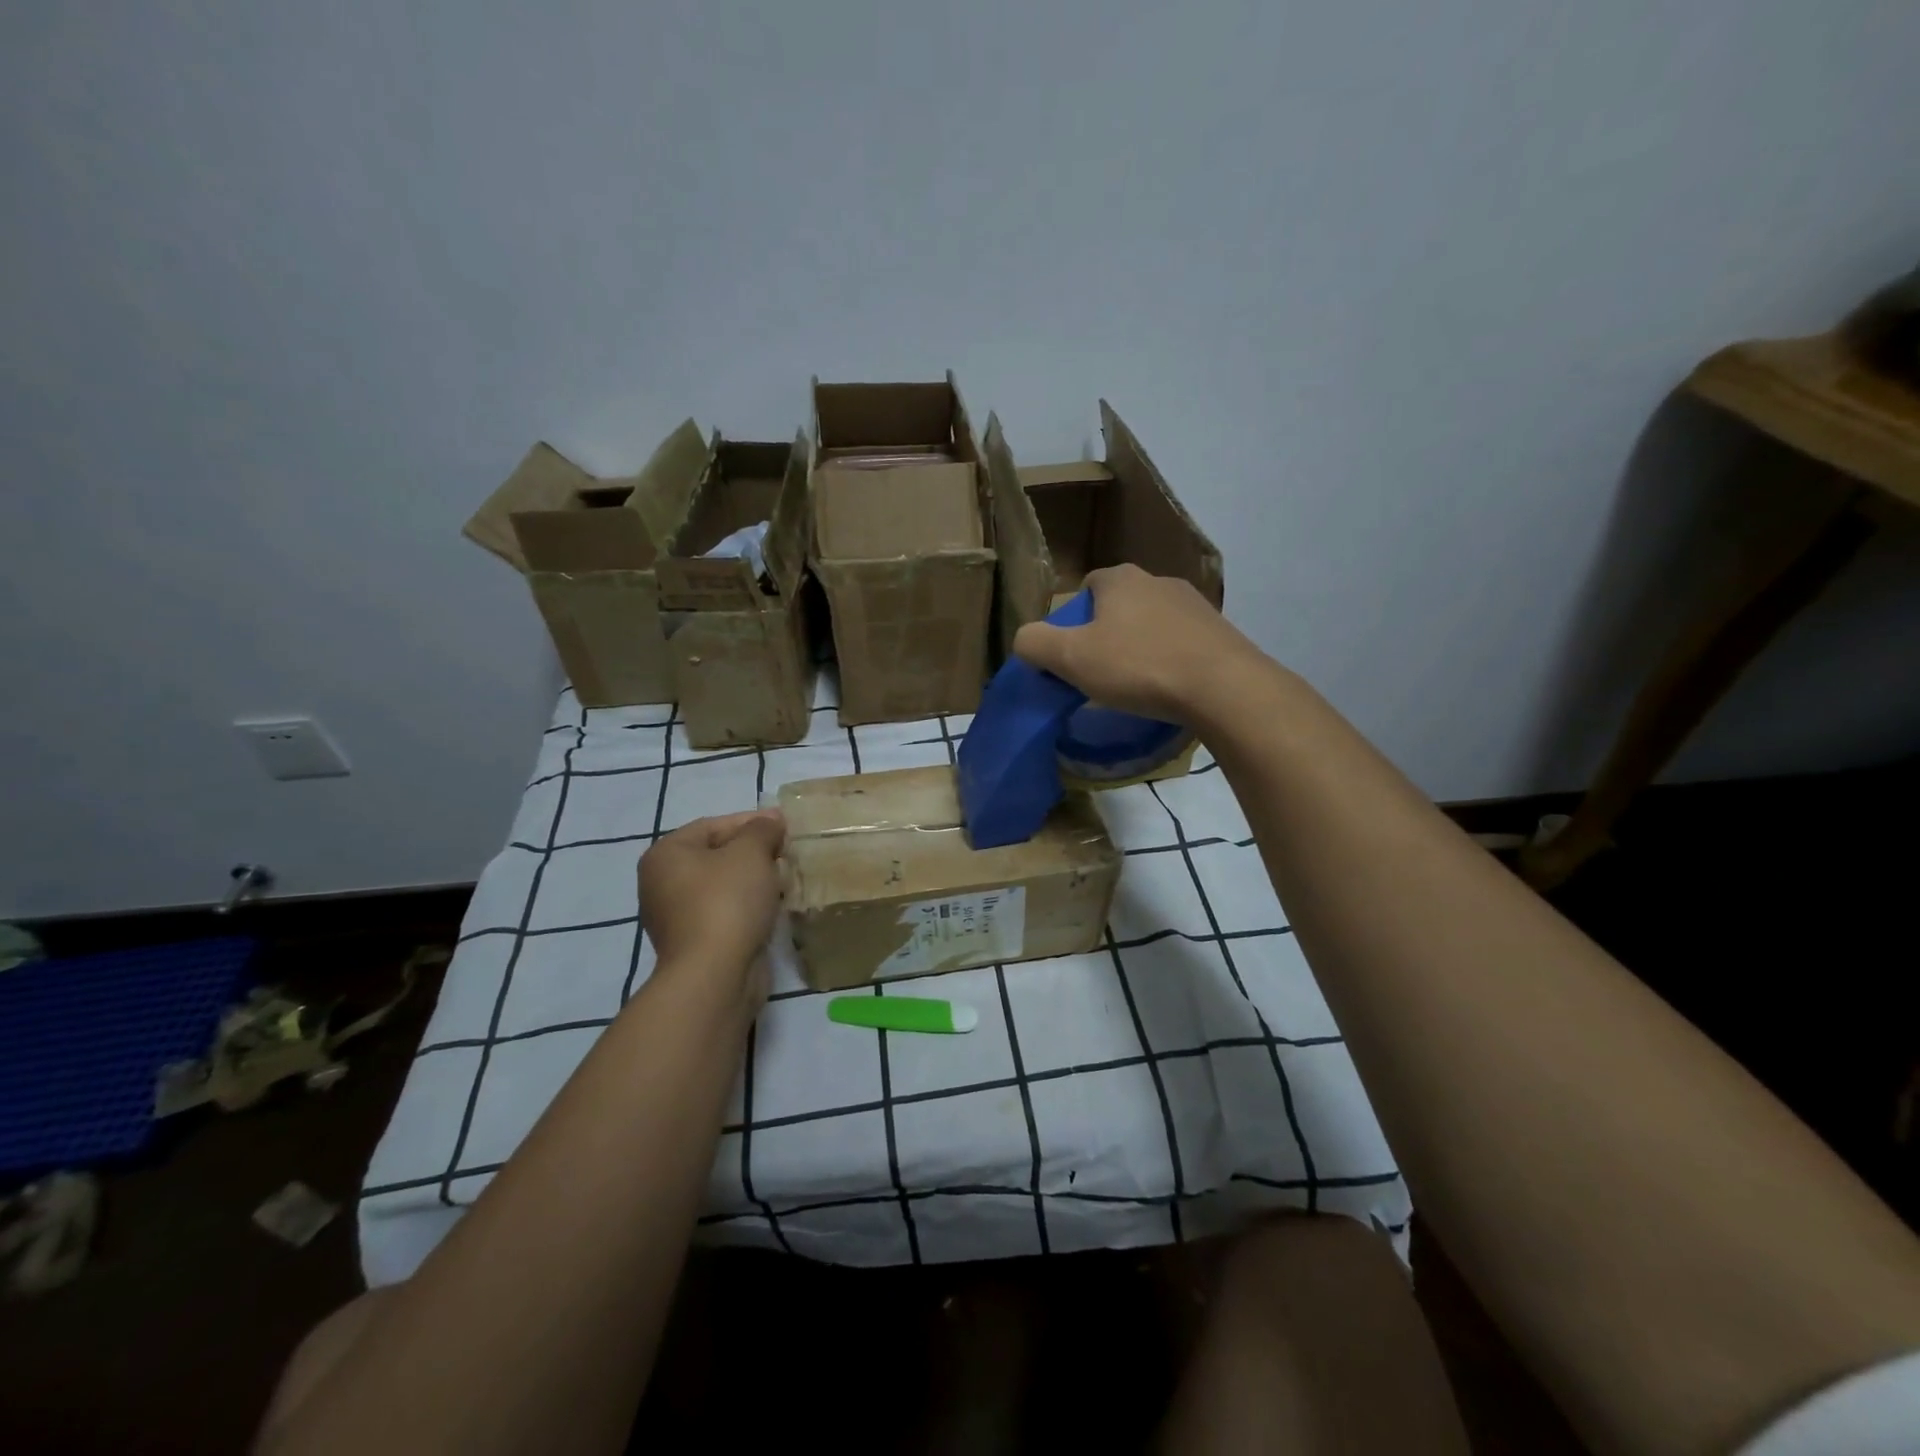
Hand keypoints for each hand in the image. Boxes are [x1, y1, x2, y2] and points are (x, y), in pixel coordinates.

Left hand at [638, 810, 785, 1005]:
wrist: (716, 975)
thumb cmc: (727, 901)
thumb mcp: (751, 852)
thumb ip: (762, 829)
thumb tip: (772, 820)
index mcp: (666, 855)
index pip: (713, 825)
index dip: (752, 822)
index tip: (785, 827)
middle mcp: (662, 883)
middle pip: (717, 855)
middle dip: (754, 852)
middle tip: (787, 853)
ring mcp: (675, 917)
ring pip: (723, 886)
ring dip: (754, 881)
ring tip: (785, 879)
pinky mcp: (694, 943)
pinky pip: (725, 912)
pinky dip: (748, 906)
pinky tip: (773, 907)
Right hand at [1011, 564, 1266, 724]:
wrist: (1223, 687)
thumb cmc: (1139, 666)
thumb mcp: (1071, 658)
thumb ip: (1034, 644)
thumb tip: (1025, 641)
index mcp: (1120, 579)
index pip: (1086, 588)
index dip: (1073, 621)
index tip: (1073, 655)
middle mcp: (1158, 580)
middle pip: (1119, 606)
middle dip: (1107, 635)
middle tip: (1100, 673)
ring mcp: (1194, 604)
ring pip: (1152, 624)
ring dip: (1141, 648)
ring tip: (1137, 686)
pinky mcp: (1220, 631)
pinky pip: (1182, 643)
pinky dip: (1170, 660)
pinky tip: (1169, 688)